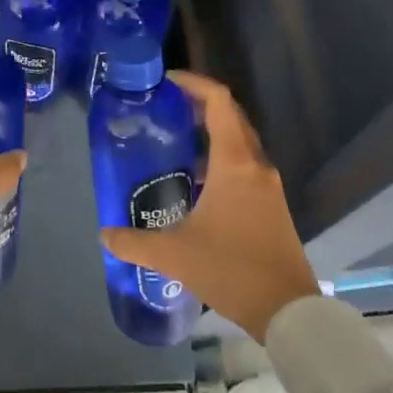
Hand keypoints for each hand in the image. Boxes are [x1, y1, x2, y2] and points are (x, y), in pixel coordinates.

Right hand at [99, 70, 319, 340]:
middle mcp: (255, 164)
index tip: (167, 82)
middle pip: (230, 116)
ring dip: (211, 133)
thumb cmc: (231, 269)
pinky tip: (196, 181)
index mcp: (234, 162)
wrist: (287, 311)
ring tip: (175, 141)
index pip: (218, 101)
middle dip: (199, 105)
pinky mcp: (272, 205)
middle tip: (165, 108)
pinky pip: (244, 164)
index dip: (194, 83)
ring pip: (239, 141)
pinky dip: (221, 158)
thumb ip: (134, 242)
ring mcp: (267, 185)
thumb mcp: (174, 255)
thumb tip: (104, 235)